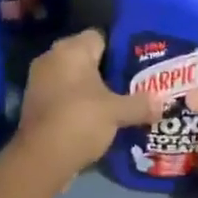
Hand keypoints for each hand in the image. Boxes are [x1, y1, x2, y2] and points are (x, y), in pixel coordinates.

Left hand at [14, 29, 164, 178]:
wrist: (40, 160)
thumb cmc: (80, 120)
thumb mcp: (117, 112)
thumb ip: (141, 104)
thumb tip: (163, 103)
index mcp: (71, 49)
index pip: (100, 36)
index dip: (120, 49)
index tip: (137, 65)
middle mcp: (51, 57)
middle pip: (87, 57)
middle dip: (108, 70)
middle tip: (133, 84)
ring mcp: (39, 81)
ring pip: (74, 78)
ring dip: (92, 89)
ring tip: (119, 102)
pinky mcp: (34, 104)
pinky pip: (63, 95)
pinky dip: (78, 103)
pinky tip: (97, 118)